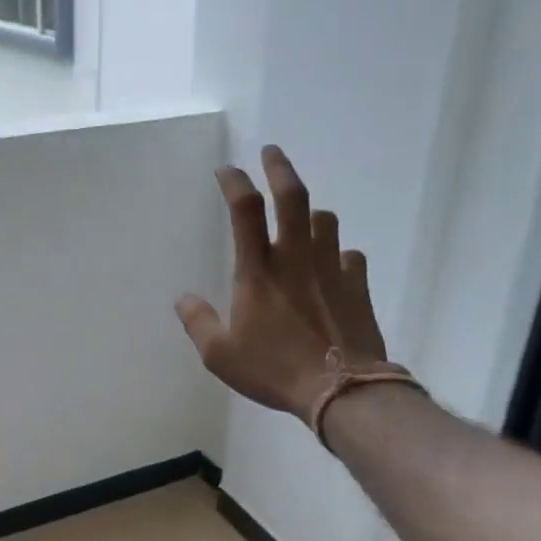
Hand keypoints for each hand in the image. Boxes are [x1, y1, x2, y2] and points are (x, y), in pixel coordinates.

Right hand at [174, 146, 387, 422]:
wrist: (341, 389)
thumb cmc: (274, 370)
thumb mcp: (220, 355)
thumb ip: (198, 323)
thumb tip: (182, 299)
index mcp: (258, 271)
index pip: (245, 210)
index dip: (234, 183)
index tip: (226, 169)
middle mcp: (296, 258)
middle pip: (293, 197)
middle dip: (280, 167)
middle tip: (272, 151)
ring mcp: (332, 268)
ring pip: (326, 221)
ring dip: (312, 213)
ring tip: (304, 218)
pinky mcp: (358, 285)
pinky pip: (350, 256)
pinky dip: (339, 254)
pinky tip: (334, 266)